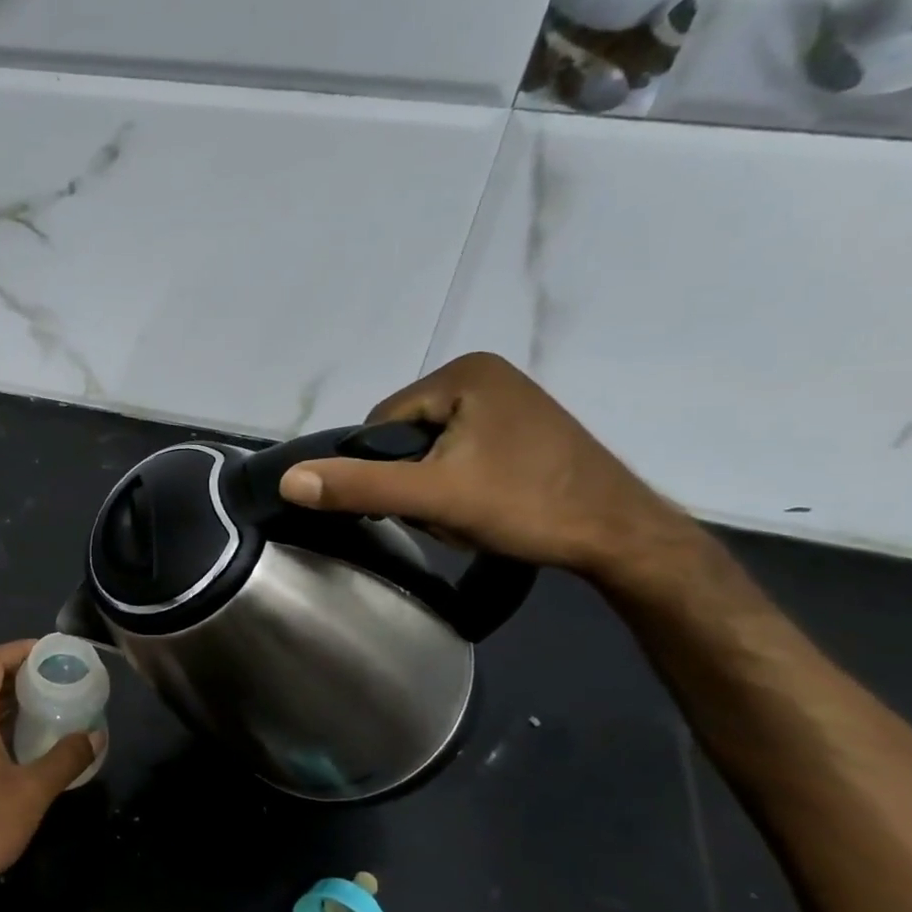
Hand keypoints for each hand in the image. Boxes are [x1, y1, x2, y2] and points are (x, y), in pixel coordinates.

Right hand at [278, 352, 695, 581]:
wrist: (623, 538)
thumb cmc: (527, 506)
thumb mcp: (434, 498)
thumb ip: (359, 486)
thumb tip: (288, 481)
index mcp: (463, 372)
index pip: (382, 424)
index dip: (386, 471)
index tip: (417, 504)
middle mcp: (484, 374)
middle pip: (407, 437)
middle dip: (414, 481)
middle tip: (448, 512)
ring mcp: (506, 401)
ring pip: (432, 450)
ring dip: (435, 488)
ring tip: (470, 513)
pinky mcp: (522, 429)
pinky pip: (461, 453)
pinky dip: (461, 484)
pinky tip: (486, 507)